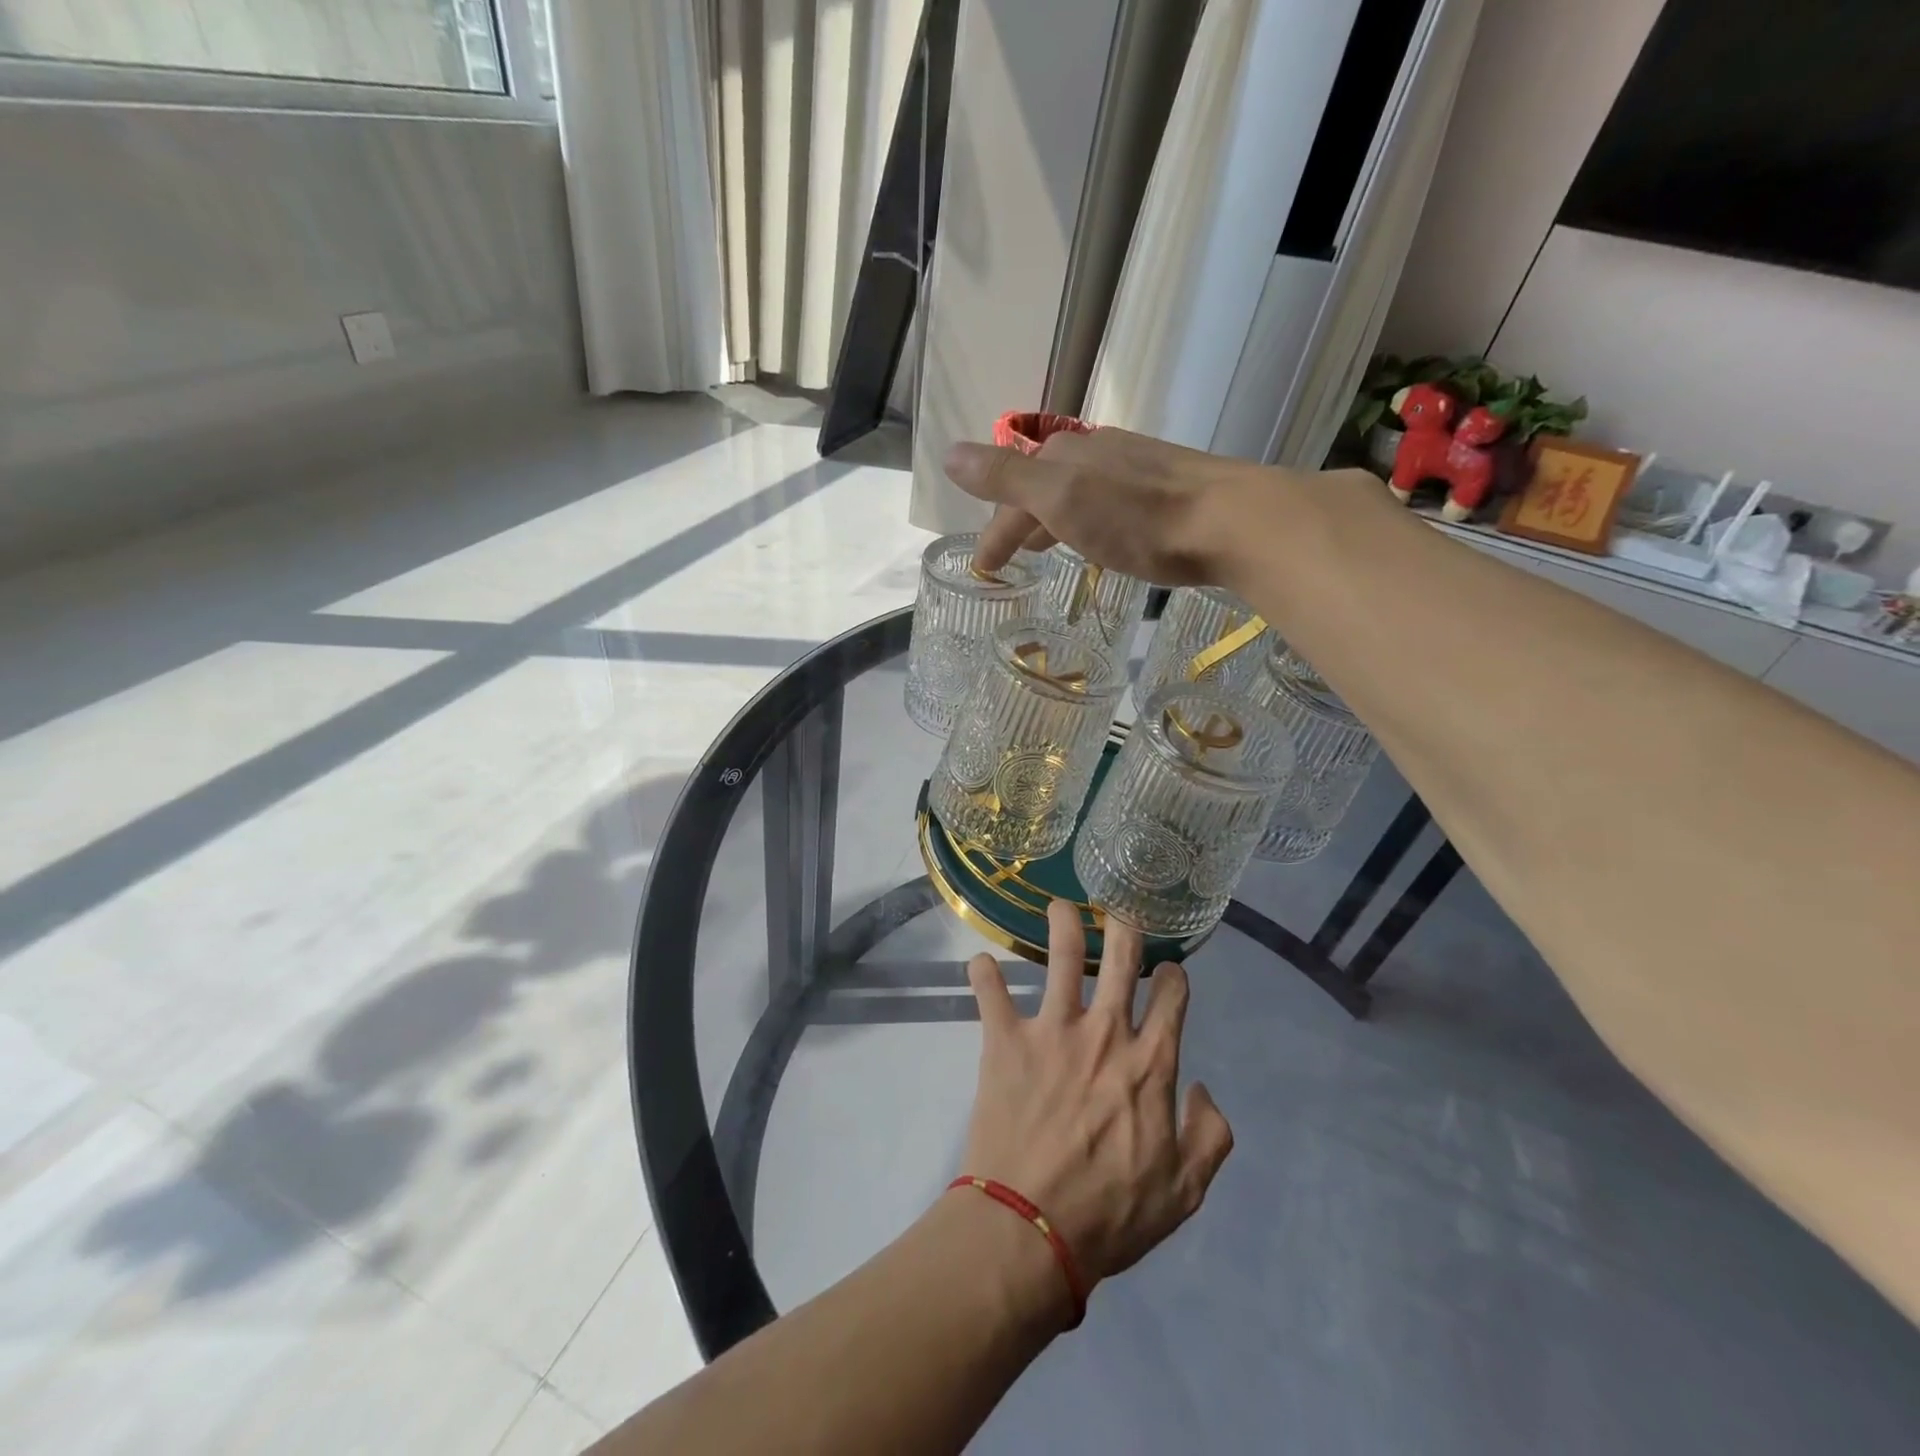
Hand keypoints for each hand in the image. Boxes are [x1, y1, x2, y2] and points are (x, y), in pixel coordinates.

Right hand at [944, 426, 1279, 581]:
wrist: (1230, 521)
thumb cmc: (1137, 517)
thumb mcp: (1060, 498)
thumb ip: (1005, 478)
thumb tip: (948, 454)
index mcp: (1065, 453)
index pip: (1012, 492)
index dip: (994, 532)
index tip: (985, 571)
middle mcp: (1097, 451)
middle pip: (1043, 487)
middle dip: (1020, 521)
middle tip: (1011, 557)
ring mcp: (1135, 467)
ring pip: (1077, 493)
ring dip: (1054, 520)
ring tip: (1048, 551)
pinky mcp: (1167, 488)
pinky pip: (1109, 502)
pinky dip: (1089, 521)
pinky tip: (1103, 539)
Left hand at [959, 900, 1234, 1291]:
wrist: (1030, 1229)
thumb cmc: (1110, 1214)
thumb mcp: (1184, 1193)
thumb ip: (1210, 1136)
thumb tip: (1202, 1087)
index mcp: (1150, 1062)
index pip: (1172, 995)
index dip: (1173, 975)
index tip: (1167, 972)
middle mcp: (1105, 1031)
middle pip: (1121, 956)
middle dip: (1125, 926)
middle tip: (1119, 914)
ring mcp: (1052, 1030)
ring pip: (1060, 955)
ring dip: (1062, 923)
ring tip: (1060, 907)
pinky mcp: (1005, 1039)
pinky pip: (990, 992)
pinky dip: (983, 973)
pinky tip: (979, 962)